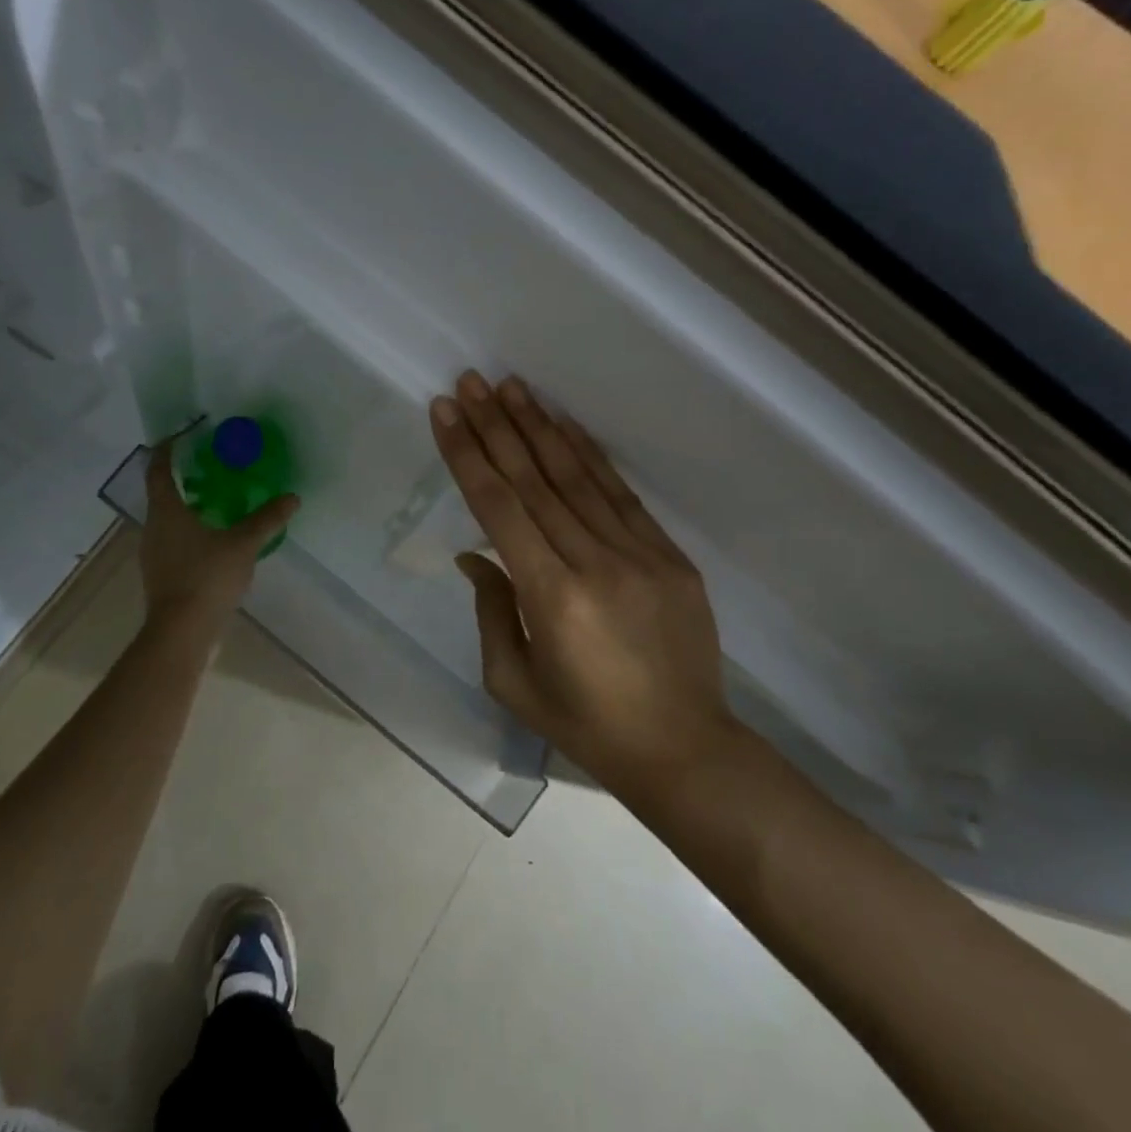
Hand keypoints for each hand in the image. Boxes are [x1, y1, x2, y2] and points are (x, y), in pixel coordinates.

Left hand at [139, 437, 298, 634]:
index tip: (182, 434)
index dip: (167, 449)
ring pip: (168, 519)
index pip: (158, 469)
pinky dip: (191, 532)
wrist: (181, 633)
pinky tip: (216, 541)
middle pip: (162, 493)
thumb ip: (267, 519)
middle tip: (211, 468)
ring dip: (188, 507)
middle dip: (183, 478)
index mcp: (166, 511)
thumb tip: (292, 497)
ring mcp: (154, 554)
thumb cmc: (206, 578)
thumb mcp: (243, 544)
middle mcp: (153, 528)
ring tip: (218, 502)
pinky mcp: (161, 575)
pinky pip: (174, 542)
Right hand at [429, 371, 736, 791]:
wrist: (685, 749)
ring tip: (511, 386)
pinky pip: (621, 494)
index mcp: (552, 599)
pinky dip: (590, 454)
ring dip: (540, 426)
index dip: (468, 455)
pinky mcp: (669, 555)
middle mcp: (594, 563)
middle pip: (535, 480)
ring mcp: (639, 554)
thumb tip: (475, 556)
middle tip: (471, 382)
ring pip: (578, 476)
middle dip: (497, 426)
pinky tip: (565, 425)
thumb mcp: (515, 683)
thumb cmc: (587, 725)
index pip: (499, 508)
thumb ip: (491, 611)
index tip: (445, 413)